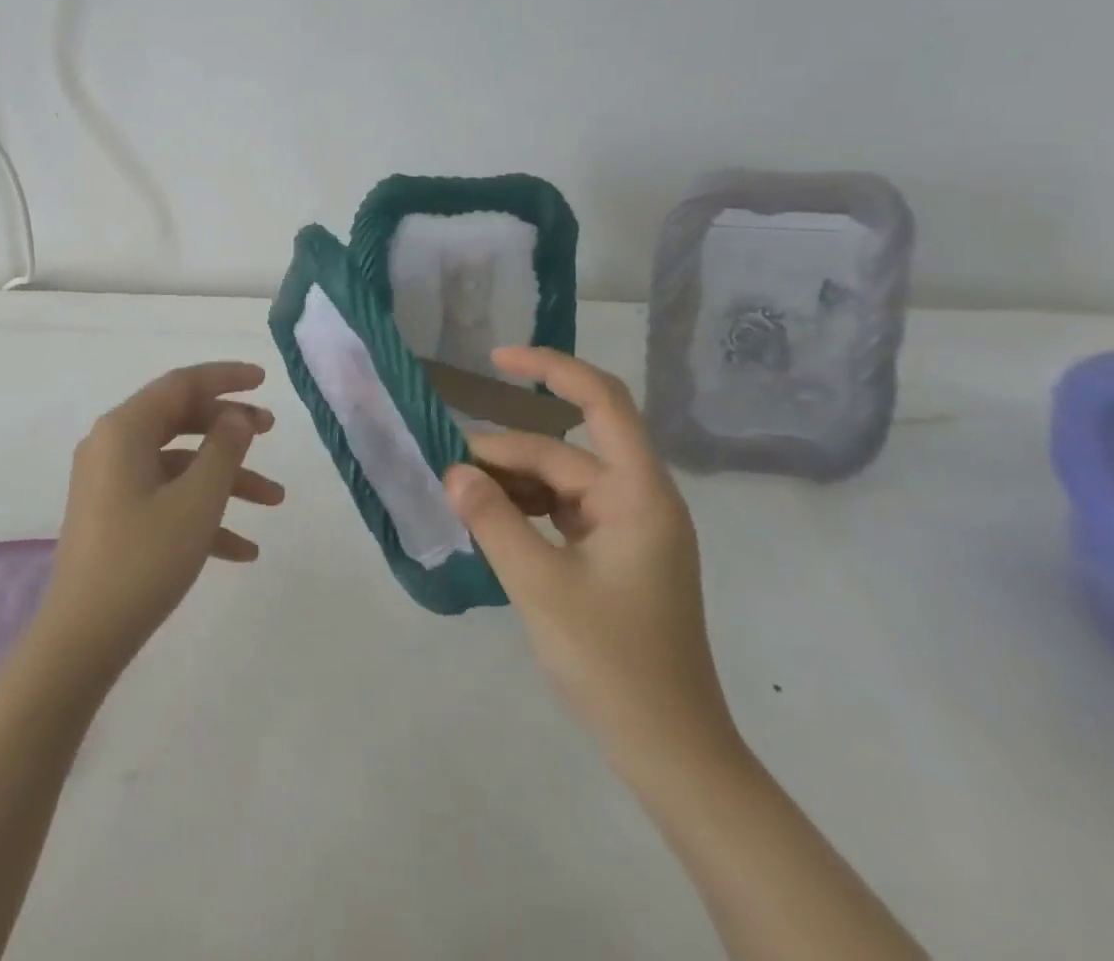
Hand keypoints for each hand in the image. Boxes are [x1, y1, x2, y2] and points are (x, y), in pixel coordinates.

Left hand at [40, 362, 283, 682]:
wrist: (82, 639)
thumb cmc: (143, 559)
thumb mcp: (196, 501)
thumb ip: (223, 449)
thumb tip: (236, 416)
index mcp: (125, 429)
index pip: (181, 384)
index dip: (225, 377)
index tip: (264, 380)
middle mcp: (113, 446)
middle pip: (180, 419)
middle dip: (229, 426)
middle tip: (271, 431)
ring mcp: (111, 483)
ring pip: (179, 464)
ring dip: (226, 477)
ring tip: (274, 499)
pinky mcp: (114, 516)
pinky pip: (166, 498)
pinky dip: (202, 513)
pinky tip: (243, 550)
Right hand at [445, 348, 734, 765]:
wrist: (670, 752)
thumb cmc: (614, 663)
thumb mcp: (540, 585)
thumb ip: (493, 519)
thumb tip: (452, 471)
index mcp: (638, 494)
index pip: (601, 402)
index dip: (550, 369)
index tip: (496, 361)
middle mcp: (636, 500)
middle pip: (561, 452)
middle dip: (502, 454)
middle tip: (443, 472)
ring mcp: (626, 530)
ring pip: (557, 482)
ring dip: (509, 483)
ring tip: (457, 494)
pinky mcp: (612, 556)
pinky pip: (560, 512)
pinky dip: (523, 510)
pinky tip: (487, 520)